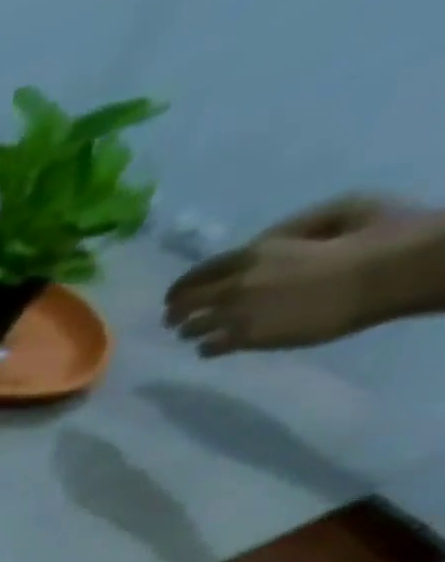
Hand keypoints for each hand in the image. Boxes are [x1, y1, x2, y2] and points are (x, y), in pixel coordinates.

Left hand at [164, 194, 416, 354]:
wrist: (388, 272)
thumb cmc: (376, 236)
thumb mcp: (336, 213)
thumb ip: (291, 228)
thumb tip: (262, 242)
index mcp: (254, 253)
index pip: (196, 274)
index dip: (179, 289)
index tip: (173, 298)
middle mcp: (235, 284)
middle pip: (184, 304)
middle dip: (174, 313)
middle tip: (173, 321)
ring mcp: (237, 313)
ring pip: (191, 328)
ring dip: (190, 331)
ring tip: (195, 334)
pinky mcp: (246, 337)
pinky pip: (208, 347)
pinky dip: (206, 348)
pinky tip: (211, 348)